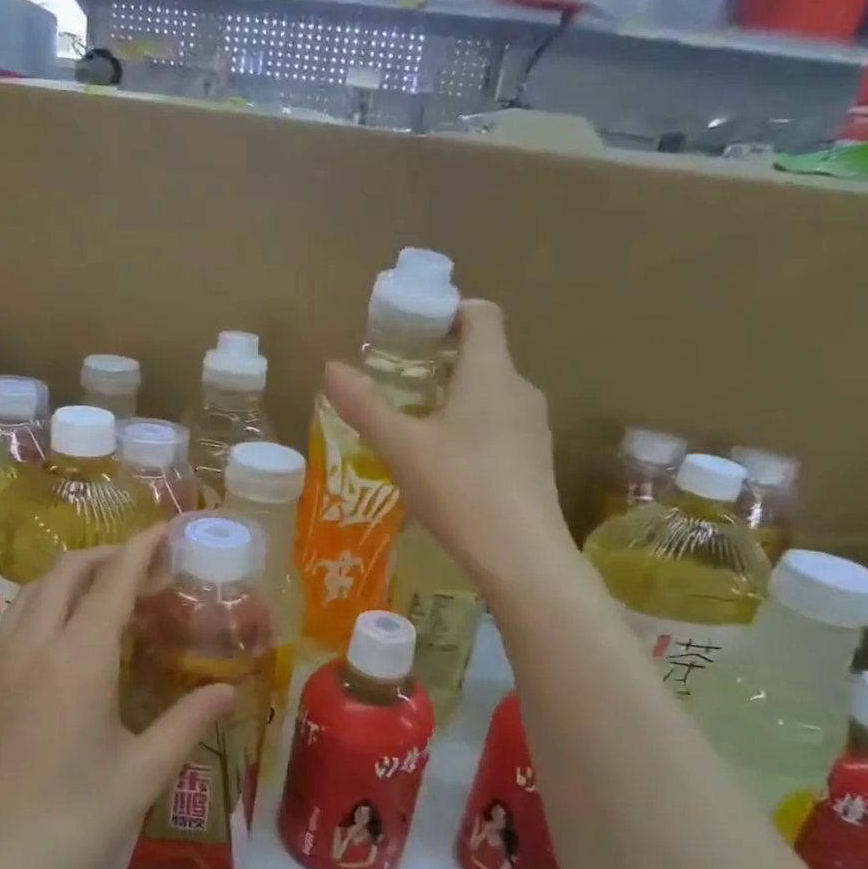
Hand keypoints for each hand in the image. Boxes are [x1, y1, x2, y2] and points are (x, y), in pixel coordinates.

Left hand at [0, 526, 234, 868]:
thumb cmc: (70, 827)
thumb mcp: (141, 774)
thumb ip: (187, 722)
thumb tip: (230, 690)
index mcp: (77, 660)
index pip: (113, 581)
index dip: (140, 548)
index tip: (163, 528)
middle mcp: (31, 646)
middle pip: (64, 573)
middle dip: (104, 555)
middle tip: (142, 565)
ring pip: (30, 593)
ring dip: (68, 578)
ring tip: (103, 593)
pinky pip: (11, 622)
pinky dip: (42, 606)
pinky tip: (62, 640)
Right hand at [323, 299, 569, 592]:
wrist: (523, 557)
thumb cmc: (461, 490)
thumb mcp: (402, 448)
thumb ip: (366, 406)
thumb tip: (331, 367)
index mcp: (491, 373)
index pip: (481, 314)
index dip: (448, 311)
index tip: (412, 331)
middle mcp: (520, 390)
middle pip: (485, 352)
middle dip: (442, 358)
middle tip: (400, 379)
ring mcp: (533, 426)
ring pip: (492, 391)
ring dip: (456, 393)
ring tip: (417, 422)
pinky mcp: (535, 459)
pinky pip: (501, 423)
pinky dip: (473, 424)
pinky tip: (447, 462)